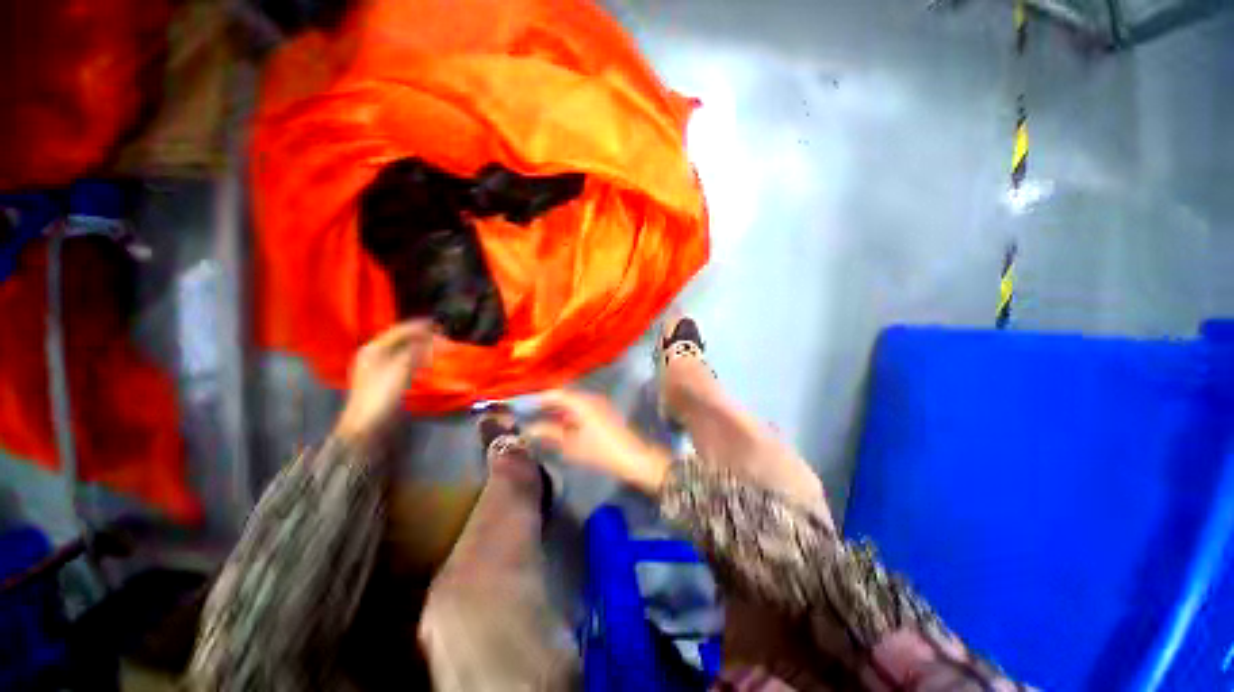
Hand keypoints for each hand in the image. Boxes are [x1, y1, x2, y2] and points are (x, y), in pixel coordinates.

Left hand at [336, 320, 434, 445]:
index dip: (419, 326)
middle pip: (399, 339)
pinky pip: (401, 360)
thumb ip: (417, 351)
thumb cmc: (381, 395)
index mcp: (373, 348)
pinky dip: (414, 357)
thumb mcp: (401, 369)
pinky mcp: (381, 378)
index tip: (438, 324)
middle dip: (419, 335)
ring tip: (435, 345)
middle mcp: (372, 354)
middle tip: (439, 335)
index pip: (399, 330)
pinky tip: (424, 360)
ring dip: (418, 346)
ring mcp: (375, 367)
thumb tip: (433, 338)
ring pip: (400, 350)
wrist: (366, 425)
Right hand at [527, 390, 671, 493]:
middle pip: (563, 396)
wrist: (634, 458)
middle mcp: (590, 398)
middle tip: (526, 413)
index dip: (537, 398)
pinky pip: (579, 409)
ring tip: (537, 420)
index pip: (555, 393)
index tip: (520, 404)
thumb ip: (550, 434)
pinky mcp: (603, 414)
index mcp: (582, 401)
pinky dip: (567, 415)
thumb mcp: (572, 444)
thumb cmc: (601, 451)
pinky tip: (558, 426)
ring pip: (571, 404)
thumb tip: (529, 428)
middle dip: (545, 404)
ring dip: (555, 410)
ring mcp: (598, 405)